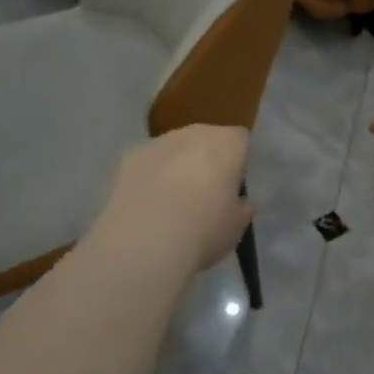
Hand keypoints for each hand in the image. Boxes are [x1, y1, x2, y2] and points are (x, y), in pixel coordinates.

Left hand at [99, 126, 251, 275]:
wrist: (145, 240)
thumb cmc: (204, 229)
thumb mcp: (236, 226)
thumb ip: (242, 208)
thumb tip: (244, 203)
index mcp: (228, 143)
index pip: (241, 140)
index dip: (239, 161)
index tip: (234, 186)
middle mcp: (195, 133)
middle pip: (206, 139)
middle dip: (207, 160)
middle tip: (205, 194)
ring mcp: (159, 142)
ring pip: (175, 149)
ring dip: (176, 166)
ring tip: (171, 203)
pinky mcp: (129, 157)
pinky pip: (148, 162)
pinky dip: (150, 176)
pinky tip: (146, 205)